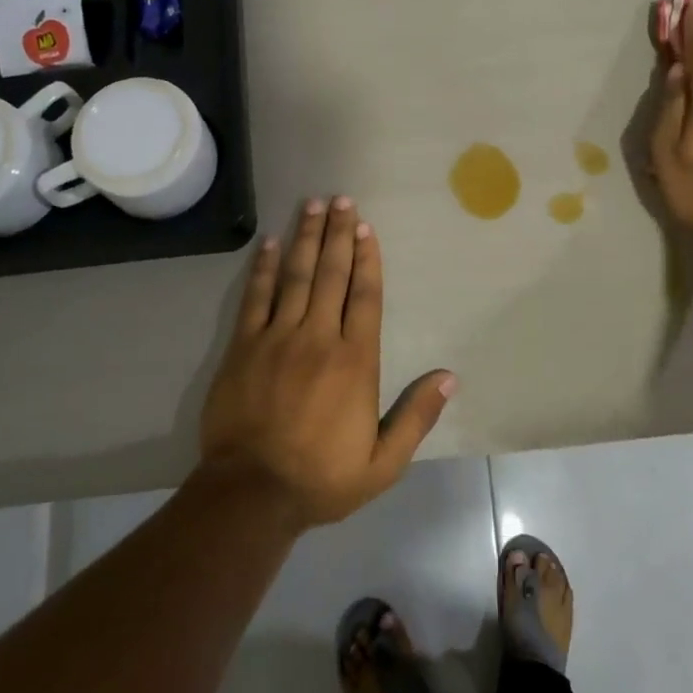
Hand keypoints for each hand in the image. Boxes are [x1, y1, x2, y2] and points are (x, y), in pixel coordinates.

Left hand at [200, 197, 456, 529]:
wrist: (251, 493)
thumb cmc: (322, 478)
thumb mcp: (383, 463)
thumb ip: (416, 417)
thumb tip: (449, 378)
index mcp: (355, 361)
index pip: (365, 297)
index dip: (368, 260)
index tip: (367, 228)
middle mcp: (319, 338)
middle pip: (332, 275)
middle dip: (338, 235)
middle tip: (342, 199)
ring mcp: (277, 338)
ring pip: (296, 277)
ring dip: (306, 238)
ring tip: (313, 205)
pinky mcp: (243, 347)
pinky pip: (256, 298)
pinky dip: (265, 268)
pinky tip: (271, 243)